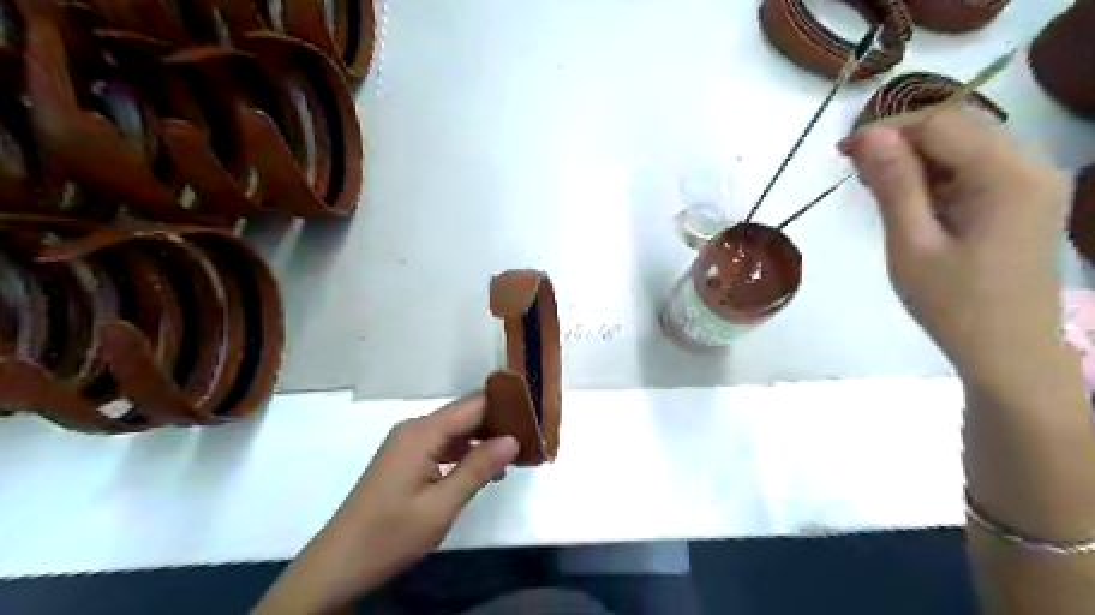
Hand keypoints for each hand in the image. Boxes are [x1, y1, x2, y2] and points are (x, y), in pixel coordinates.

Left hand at [254, 394, 518, 614]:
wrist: (338, 564)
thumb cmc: (390, 535)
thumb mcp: (441, 506)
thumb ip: (478, 469)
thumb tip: (513, 439)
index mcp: (422, 432)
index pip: (473, 405)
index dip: (506, 408)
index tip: (535, 417)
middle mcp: (415, 428)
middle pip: (465, 414)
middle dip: (499, 424)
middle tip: (532, 439)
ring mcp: (408, 443)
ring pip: (456, 430)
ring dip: (484, 440)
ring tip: (516, 455)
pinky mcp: (406, 458)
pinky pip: (443, 445)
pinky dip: (467, 453)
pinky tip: (485, 469)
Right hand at [841, 111, 1069, 397]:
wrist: (1009, 351)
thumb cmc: (953, 303)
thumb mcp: (911, 244)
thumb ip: (894, 184)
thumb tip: (869, 136)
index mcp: (1006, 175)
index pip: (939, 124)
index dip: (887, 130)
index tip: (842, 154)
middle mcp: (1030, 164)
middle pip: (957, 128)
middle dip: (901, 143)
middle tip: (857, 175)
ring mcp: (1034, 181)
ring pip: (965, 145)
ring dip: (917, 159)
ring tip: (879, 190)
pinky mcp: (1027, 198)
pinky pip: (976, 168)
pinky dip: (938, 175)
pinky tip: (913, 202)